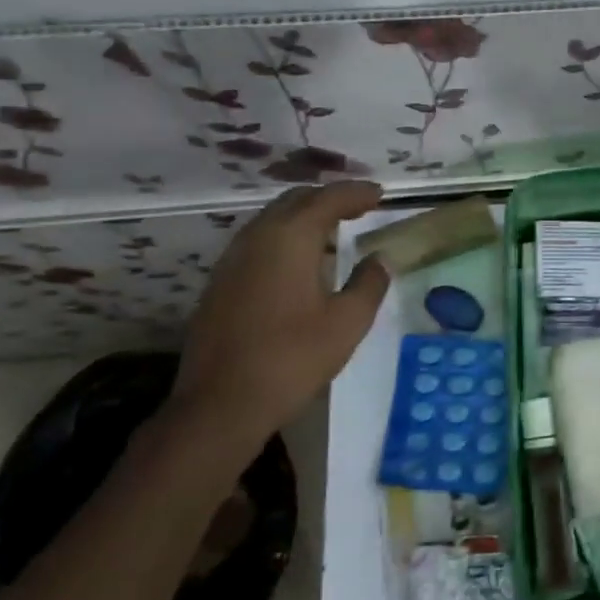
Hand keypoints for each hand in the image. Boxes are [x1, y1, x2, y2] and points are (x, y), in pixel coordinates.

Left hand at [173, 181, 389, 447]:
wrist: (219, 406)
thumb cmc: (292, 359)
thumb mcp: (347, 322)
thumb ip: (369, 283)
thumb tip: (379, 259)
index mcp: (290, 238)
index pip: (328, 199)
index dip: (357, 193)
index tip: (380, 194)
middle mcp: (257, 237)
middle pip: (295, 201)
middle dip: (329, 199)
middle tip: (359, 208)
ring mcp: (232, 260)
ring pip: (272, 220)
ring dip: (304, 217)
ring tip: (333, 232)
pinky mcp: (220, 283)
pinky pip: (258, 242)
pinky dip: (285, 237)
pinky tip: (300, 263)